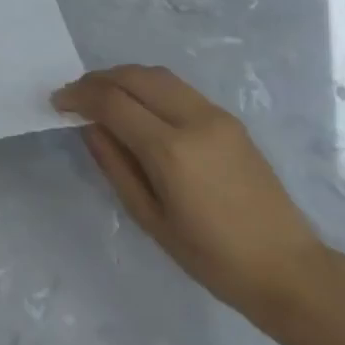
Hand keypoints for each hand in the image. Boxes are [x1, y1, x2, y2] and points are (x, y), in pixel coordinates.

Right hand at [53, 66, 326, 313]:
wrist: (287, 269)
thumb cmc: (212, 259)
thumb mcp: (151, 219)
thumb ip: (116, 166)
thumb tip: (90, 127)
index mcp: (170, 149)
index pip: (113, 102)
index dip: (79, 96)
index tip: (57, 102)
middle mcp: (193, 119)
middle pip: (135, 76)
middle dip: (99, 79)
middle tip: (76, 95)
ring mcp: (215, 114)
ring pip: (158, 75)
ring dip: (125, 77)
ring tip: (103, 96)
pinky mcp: (229, 118)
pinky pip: (179, 88)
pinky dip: (150, 86)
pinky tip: (139, 106)